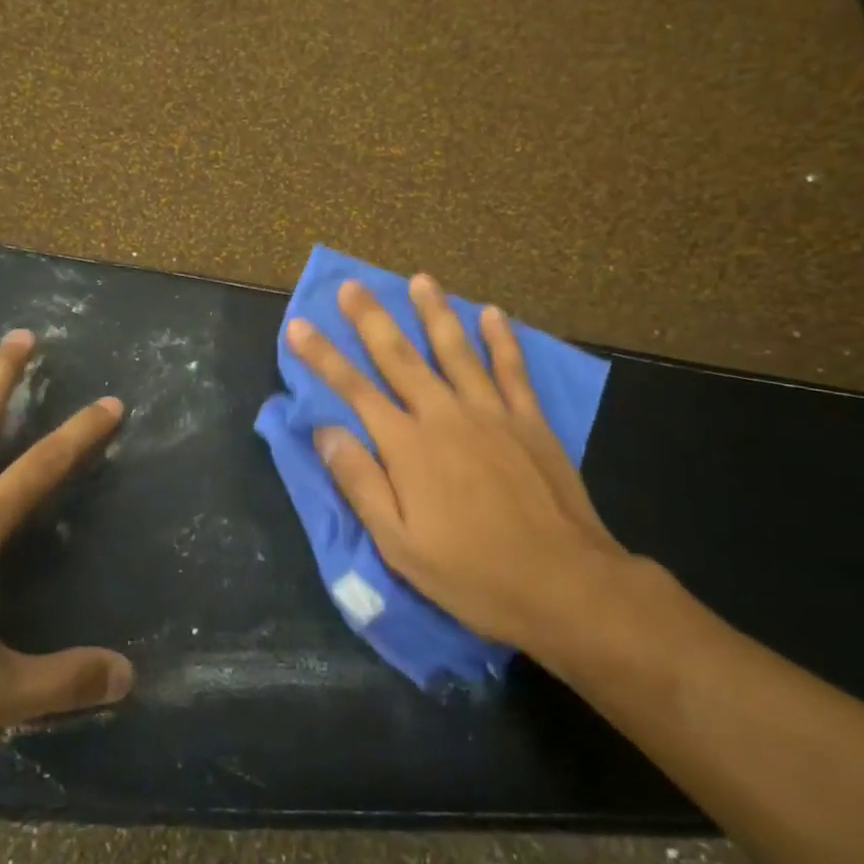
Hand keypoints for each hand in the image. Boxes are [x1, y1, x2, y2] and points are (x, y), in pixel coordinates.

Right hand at [287, 275, 632, 657]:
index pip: (354, 389)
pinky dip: (501, 338)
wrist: (564, 584)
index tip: (298, 324)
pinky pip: (512, 368)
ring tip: (420, 279)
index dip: (323, 356)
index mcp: (408, 447)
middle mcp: (444, 415)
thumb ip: (361, 482)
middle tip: (351, 285)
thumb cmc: (473, 573)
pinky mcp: (530, 420)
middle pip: (400, 356)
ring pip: (456, 349)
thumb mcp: (400, 544)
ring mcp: (491, 412)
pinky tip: (492, 312)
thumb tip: (325, 431)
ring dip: (434, 312)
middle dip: (371, 318)